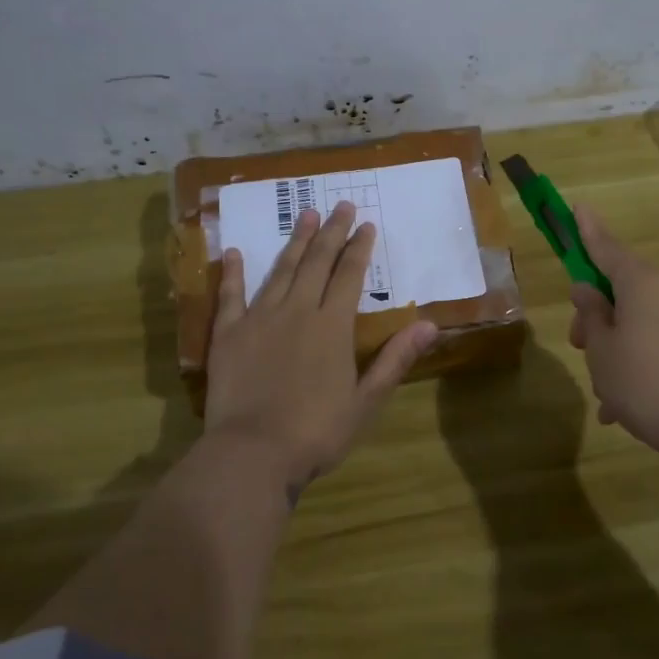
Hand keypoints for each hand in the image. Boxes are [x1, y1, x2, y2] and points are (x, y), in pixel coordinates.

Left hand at [206, 202, 436, 494]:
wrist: (253, 453)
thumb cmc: (316, 431)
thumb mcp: (366, 400)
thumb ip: (395, 359)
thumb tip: (431, 324)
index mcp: (332, 326)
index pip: (350, 276)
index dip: (360, 249)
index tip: (367, 224)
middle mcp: (297, 311)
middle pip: (317, 262)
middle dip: (331, 232)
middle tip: (340, 205)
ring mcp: (259, 319)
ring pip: (281, 270)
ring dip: (294, 242)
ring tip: (304, 214)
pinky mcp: (228, 334)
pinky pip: (230, 296)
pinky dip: (234, 273)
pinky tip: (234, 252)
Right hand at [567, 205, 658, 458]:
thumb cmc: (643, 384)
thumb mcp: (602, 350)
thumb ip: (592, 314)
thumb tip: (589, 290)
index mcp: (643, 282)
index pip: (606, 248)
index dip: (587, 230)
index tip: (578, 206)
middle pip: (623, 289)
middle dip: (598, 315)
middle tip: (579, 347)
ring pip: (641, 319)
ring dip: (618, 346)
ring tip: (606, 394)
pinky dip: (642, 360)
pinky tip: (627, 404)